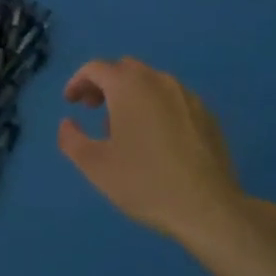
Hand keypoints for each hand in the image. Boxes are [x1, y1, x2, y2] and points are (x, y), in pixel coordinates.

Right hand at [57, 57, 270, 250]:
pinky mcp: (207, 115)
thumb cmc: (144, 182)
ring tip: (124, 128)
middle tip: (93, 109)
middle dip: (105, 84)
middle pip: (125, 69)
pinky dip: (156, 107)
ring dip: (131, 95)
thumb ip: (71, 139)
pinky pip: (173, 99)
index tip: (70, 103)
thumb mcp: (95, 165)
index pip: (96, 68)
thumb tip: (67, 123)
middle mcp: (159, 81)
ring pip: (151, 82)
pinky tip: (156, 139)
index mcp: (129, 86)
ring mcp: (187, 96)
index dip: (78, 82)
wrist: (208, 207)